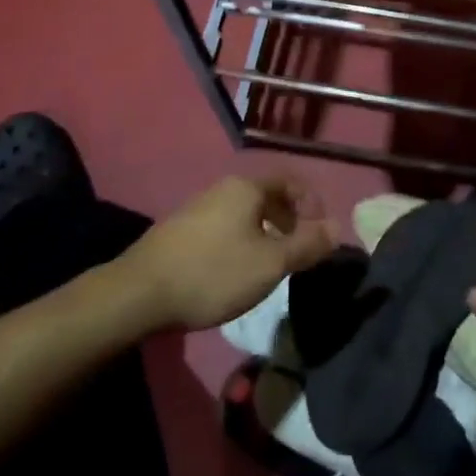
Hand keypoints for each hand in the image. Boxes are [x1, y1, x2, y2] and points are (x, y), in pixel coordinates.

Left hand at [122, 174, 335, 330]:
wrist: (138, 294)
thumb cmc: (213, 273)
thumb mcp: (270, 263)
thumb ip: (306, 244)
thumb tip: (337, 227)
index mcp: (246, 188)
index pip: (291, 181)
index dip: (312, 203)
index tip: (321, 233)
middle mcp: (222, 189)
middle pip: (267, 196)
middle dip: (290, 220)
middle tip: (299, 251)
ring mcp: (197, 208)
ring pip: (244, 213)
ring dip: (265, 233)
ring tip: (270, 265)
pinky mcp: (180, 231)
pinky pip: (224, 227)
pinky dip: (241, 241)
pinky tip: (235, 271)